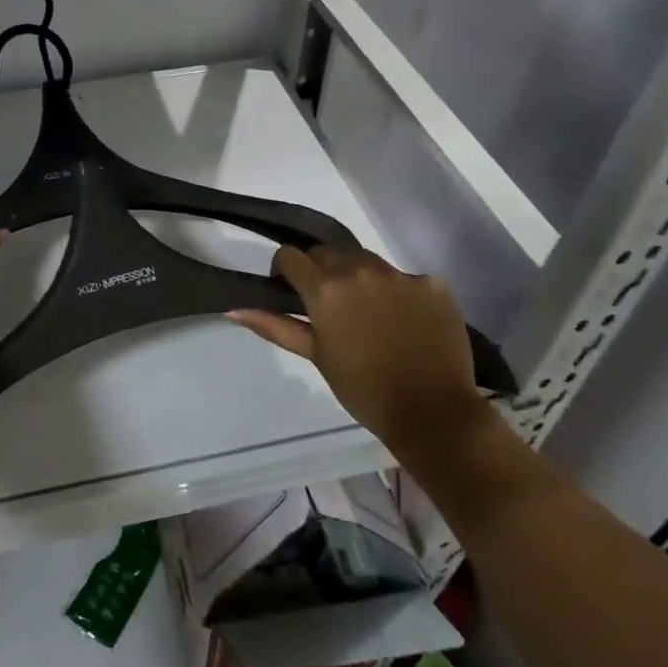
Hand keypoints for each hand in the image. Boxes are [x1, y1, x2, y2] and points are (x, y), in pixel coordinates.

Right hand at [229, 247, 487, 449]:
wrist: (433, 413)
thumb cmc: (363, 389)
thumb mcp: (315, 356)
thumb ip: (275, 326)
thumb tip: (234, 309)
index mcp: (325, 287)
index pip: (290, 256)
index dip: (285, 270)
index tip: (289, 289)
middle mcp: (360, 269)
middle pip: (328, 253)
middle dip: (321, 271)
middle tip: (328, 305)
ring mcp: (400, 274)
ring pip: (367, 261)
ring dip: (359, 278)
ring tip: (368, 313)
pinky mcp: (433, 283)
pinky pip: (406, 278)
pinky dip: (399, 293)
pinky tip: (406, 322)